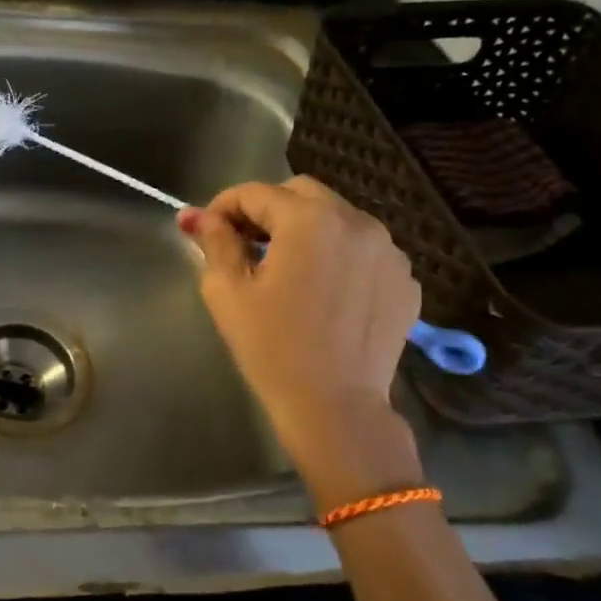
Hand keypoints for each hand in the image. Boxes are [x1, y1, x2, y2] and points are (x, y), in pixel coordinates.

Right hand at [181, 177, 423, 505]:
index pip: (255, 192)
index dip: (223, 206)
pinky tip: (322, 290)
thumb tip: (195, 215)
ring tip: (285, 267)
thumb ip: (214, 241)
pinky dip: (338, 255)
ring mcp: (389, 251)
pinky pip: (363, 249)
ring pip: (336, 217)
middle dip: (267, 210)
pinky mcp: (405, 280)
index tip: (207, 231)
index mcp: (309, 220)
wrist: (335, 408)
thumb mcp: (228, 291)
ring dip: (305, 229)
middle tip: (244, 244)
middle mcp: (357, 222)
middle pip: (300, 193)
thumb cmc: (271, 348)